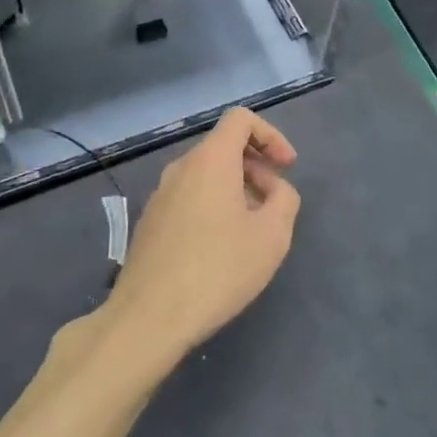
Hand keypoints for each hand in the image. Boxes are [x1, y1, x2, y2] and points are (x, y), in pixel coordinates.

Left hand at [102, 107, 300, 366]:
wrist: (149, 317)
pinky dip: (213, 206)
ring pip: (205, 174)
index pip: (240, 119)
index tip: (287, 168)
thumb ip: (284, 200)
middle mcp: (180, 168)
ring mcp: (159, 195)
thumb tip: (275, 190)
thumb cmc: (218, 270)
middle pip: (223, 147)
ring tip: (252, 230)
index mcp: (210, 160)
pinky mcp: (150, 223)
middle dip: (256, 167)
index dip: (271, 135)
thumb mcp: (272, 236)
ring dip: (235, 189)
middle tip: (275, 204)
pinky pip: (188, 197)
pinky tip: (221, 248)